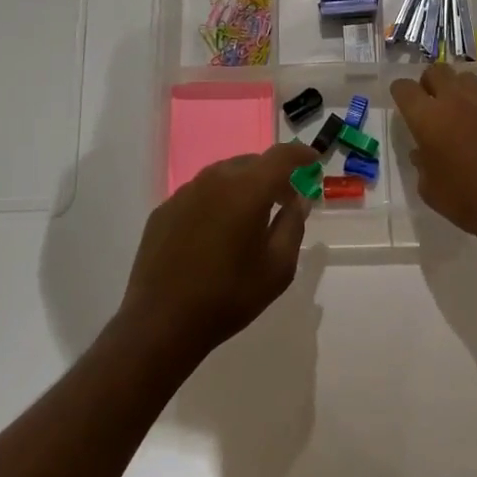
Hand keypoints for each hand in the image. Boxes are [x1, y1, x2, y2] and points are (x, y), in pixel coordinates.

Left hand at [119, 143, 315, 362]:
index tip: (314, 161)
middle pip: (251, 163)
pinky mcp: (164, 210)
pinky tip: (217, 231)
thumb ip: (293, 225)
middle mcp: (214, 180)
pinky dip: (217, 201)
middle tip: (286, 199)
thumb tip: (298, 200)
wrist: (162, 322)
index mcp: (247, 189)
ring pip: (223, 175)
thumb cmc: (229, 296)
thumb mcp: (278, 267)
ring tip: (251, 215)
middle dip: (273, 175)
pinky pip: (200, 194)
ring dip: (244, 186)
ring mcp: (184, 193)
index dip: (301, 154)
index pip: (281, 156)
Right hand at [390, 66, 476, 250]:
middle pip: (437, 71)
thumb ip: (422, 164)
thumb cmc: (464, 200)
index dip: (400, 92)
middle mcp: (456, 103)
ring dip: (457, 90)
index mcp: (428, 119)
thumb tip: (422, 153)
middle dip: (429, 82)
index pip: (405, 88)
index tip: (403, 102)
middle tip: (430, 104)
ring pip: (466, 79)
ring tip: (457, 113)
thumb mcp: (429, 189)